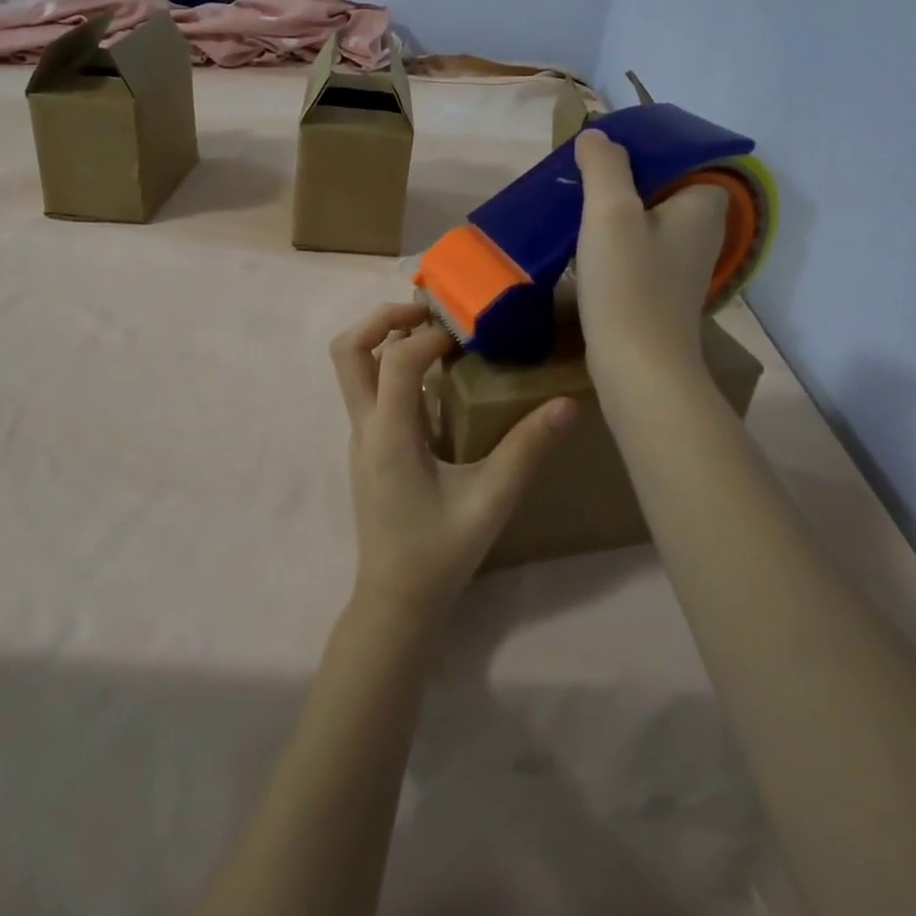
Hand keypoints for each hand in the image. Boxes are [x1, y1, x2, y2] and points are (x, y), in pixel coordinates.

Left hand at [331, 303, 573, 627]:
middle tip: (430, 315)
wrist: (396, 600)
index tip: (467, 335)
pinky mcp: (368, 446)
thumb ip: (526, 451)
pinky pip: (368, 389)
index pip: (396, 361)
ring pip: (351, 368)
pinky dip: (392, 365)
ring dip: (384, 339)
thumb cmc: (440, 552)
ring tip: (434, 337)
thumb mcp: (490, 501)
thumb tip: (567, 404)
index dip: (429, 338)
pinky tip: (436, 380)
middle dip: (383, 319)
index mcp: (389, 435)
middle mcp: (365, 427)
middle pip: (348, 350)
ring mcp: (361, 436)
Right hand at [574, 129, 728, 382]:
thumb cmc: (629, 285)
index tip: (595, 155)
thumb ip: (605, 166)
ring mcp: (683, 262)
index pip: (674, 155)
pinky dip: (611, 242)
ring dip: (609, 212)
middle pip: (655, 185)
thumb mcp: (611, 212)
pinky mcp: (662, 288)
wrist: (638, 368)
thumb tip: (596, 135)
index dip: (634, 150)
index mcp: (704, 203)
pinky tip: (580, 247)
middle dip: (616, 180)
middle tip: (575, 180)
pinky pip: (636, 247)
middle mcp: (703, 229)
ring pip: (642, 218)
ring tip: (570, 208)